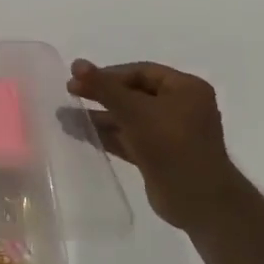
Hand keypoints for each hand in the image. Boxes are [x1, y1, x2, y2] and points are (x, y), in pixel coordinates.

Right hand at [67, 60, 252, 227]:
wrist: (198, 200)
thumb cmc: (171, 144)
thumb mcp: (134, 110)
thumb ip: (104, 87)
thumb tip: (76, 63)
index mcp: (186, 88)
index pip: (141, 72)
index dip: (109, 74)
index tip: (80, 80)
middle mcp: (180, 107)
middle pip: (134, 93)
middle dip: (101, 94)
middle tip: (70, 92)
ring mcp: (170, 133)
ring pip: (129, 117)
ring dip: (99, 116)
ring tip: (65, 115)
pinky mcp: (159, 156)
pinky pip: (129, 138)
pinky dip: (107, 135)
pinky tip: (80, 133)